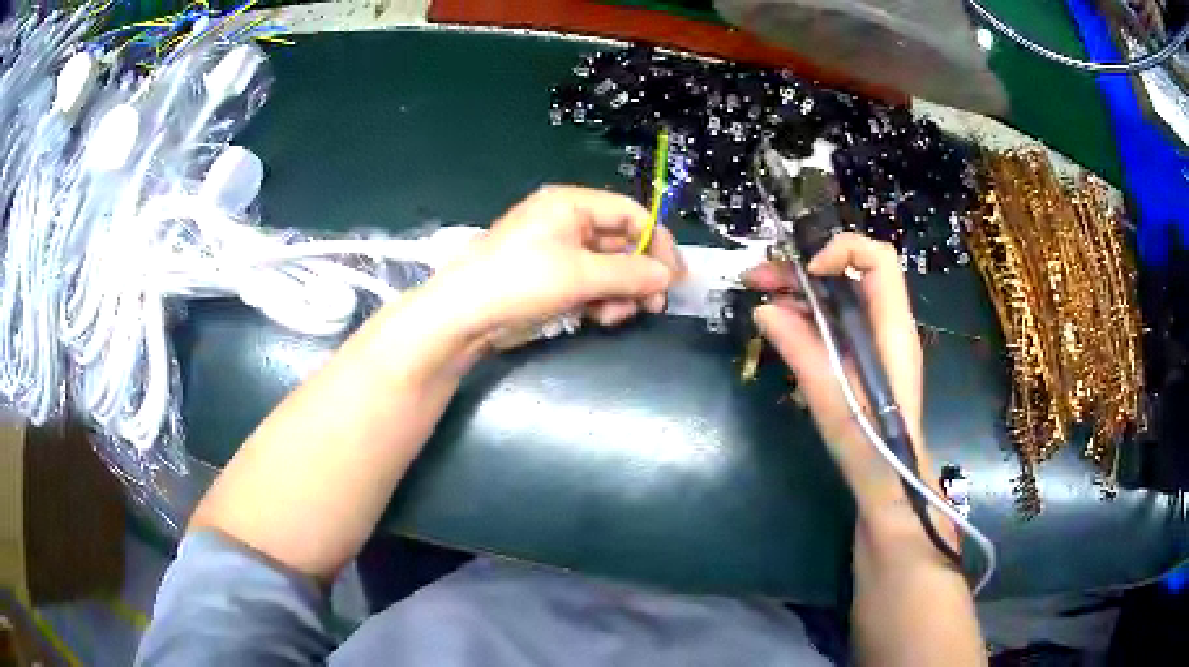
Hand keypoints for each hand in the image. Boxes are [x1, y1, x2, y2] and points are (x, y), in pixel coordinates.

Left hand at [432, 186, 684, 341]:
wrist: (465, 316)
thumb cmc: (522, 281)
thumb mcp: (581, 275)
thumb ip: (631, 273)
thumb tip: (668, 276)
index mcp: (571, 205)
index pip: (629, 213)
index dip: (657, 242)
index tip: (674, 275)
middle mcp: (567, 223)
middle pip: (620, 243)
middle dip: (639, 274)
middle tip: (655, 304)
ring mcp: (557, 252)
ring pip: (607, 269)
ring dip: (621, 292)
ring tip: (619, 315)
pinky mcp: (550, 280)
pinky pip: (589, 285)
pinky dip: (600, 301)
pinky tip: (601, 318)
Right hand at [743, 233, 924, 499]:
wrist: (887, 479)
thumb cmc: (868, 442)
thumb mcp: (830, 397)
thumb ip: (801, 349)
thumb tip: (764, 310)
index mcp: (891, 328)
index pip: (878, 259)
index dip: (842, 251)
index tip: (806, 273)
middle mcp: (887, 324)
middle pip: (850, 272)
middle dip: (803, 268)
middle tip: (757, 277)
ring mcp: (875, 339)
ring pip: (839, 294)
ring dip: (799, 290)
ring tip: (757, 294)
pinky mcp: (863, 354)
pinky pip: (835, 320)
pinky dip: (806, 314)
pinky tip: (778, 322)